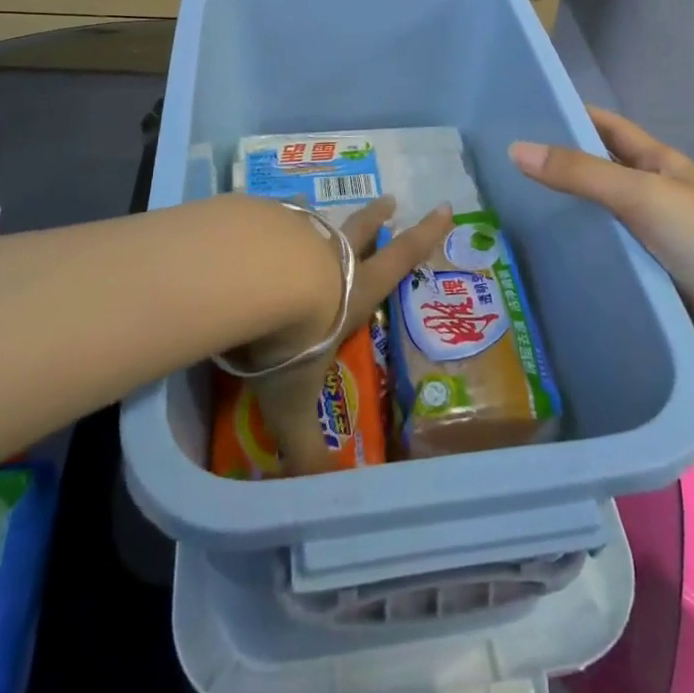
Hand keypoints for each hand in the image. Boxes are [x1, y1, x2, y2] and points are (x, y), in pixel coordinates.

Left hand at [244, 196, 450, 473]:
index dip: (424, 236)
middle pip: (360, 229)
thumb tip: (313, 493)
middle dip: (377, 217)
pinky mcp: (262, 219)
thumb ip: (303, 445)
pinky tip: (254, 218)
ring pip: (315, 220)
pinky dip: (270, 217)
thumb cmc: (289, 338)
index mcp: (353, 292)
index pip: (399, 261)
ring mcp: (297, 231)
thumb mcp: (294, 401)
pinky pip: (271, 215)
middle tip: (390, 199)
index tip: (444, 207)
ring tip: (314, 204)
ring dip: (319, 216)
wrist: (249, 278)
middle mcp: (330, 256)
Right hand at [509, 107, 693, 386]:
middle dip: (552, 172)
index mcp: (659, 165)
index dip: (570, 116)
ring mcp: (646, 243)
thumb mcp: (643, 194)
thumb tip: (515, 149)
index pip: (607, 129)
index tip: (519, 114)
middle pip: (594, 176)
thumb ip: (581, 173)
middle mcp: (650, 199)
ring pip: (592, 223)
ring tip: (498, 216)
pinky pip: (599, 264)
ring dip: (556, 220)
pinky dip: (570, 261)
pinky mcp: (641, 283)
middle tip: (493, 172)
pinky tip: (531, 263)